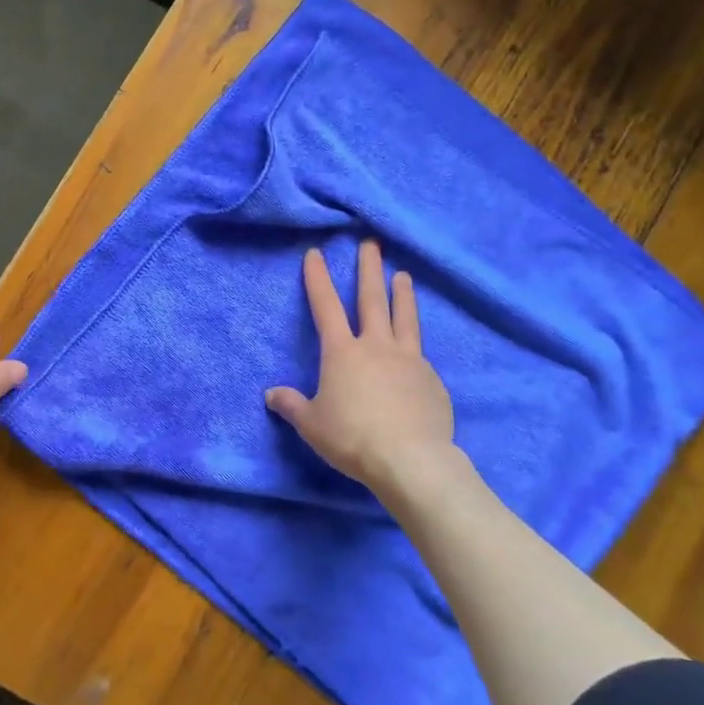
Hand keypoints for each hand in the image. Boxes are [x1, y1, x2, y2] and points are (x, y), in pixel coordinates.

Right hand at [266, 242, 474, 503]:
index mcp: (342, 352)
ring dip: (403, 294)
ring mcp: (409, 360)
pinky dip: (414, 346)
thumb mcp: (312, 424)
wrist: (410, 459)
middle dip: (368, 270)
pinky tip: (415, 354)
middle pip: (372, 299)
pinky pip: (420, 356)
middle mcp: (376, 347)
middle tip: (371, 244)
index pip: (325, 307)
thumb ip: (292, 406)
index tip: (316, 254)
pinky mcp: (432, 380)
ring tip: (403, 276)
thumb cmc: (352, 438)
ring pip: (405, 318)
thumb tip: (272, 394)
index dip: (318, 279)